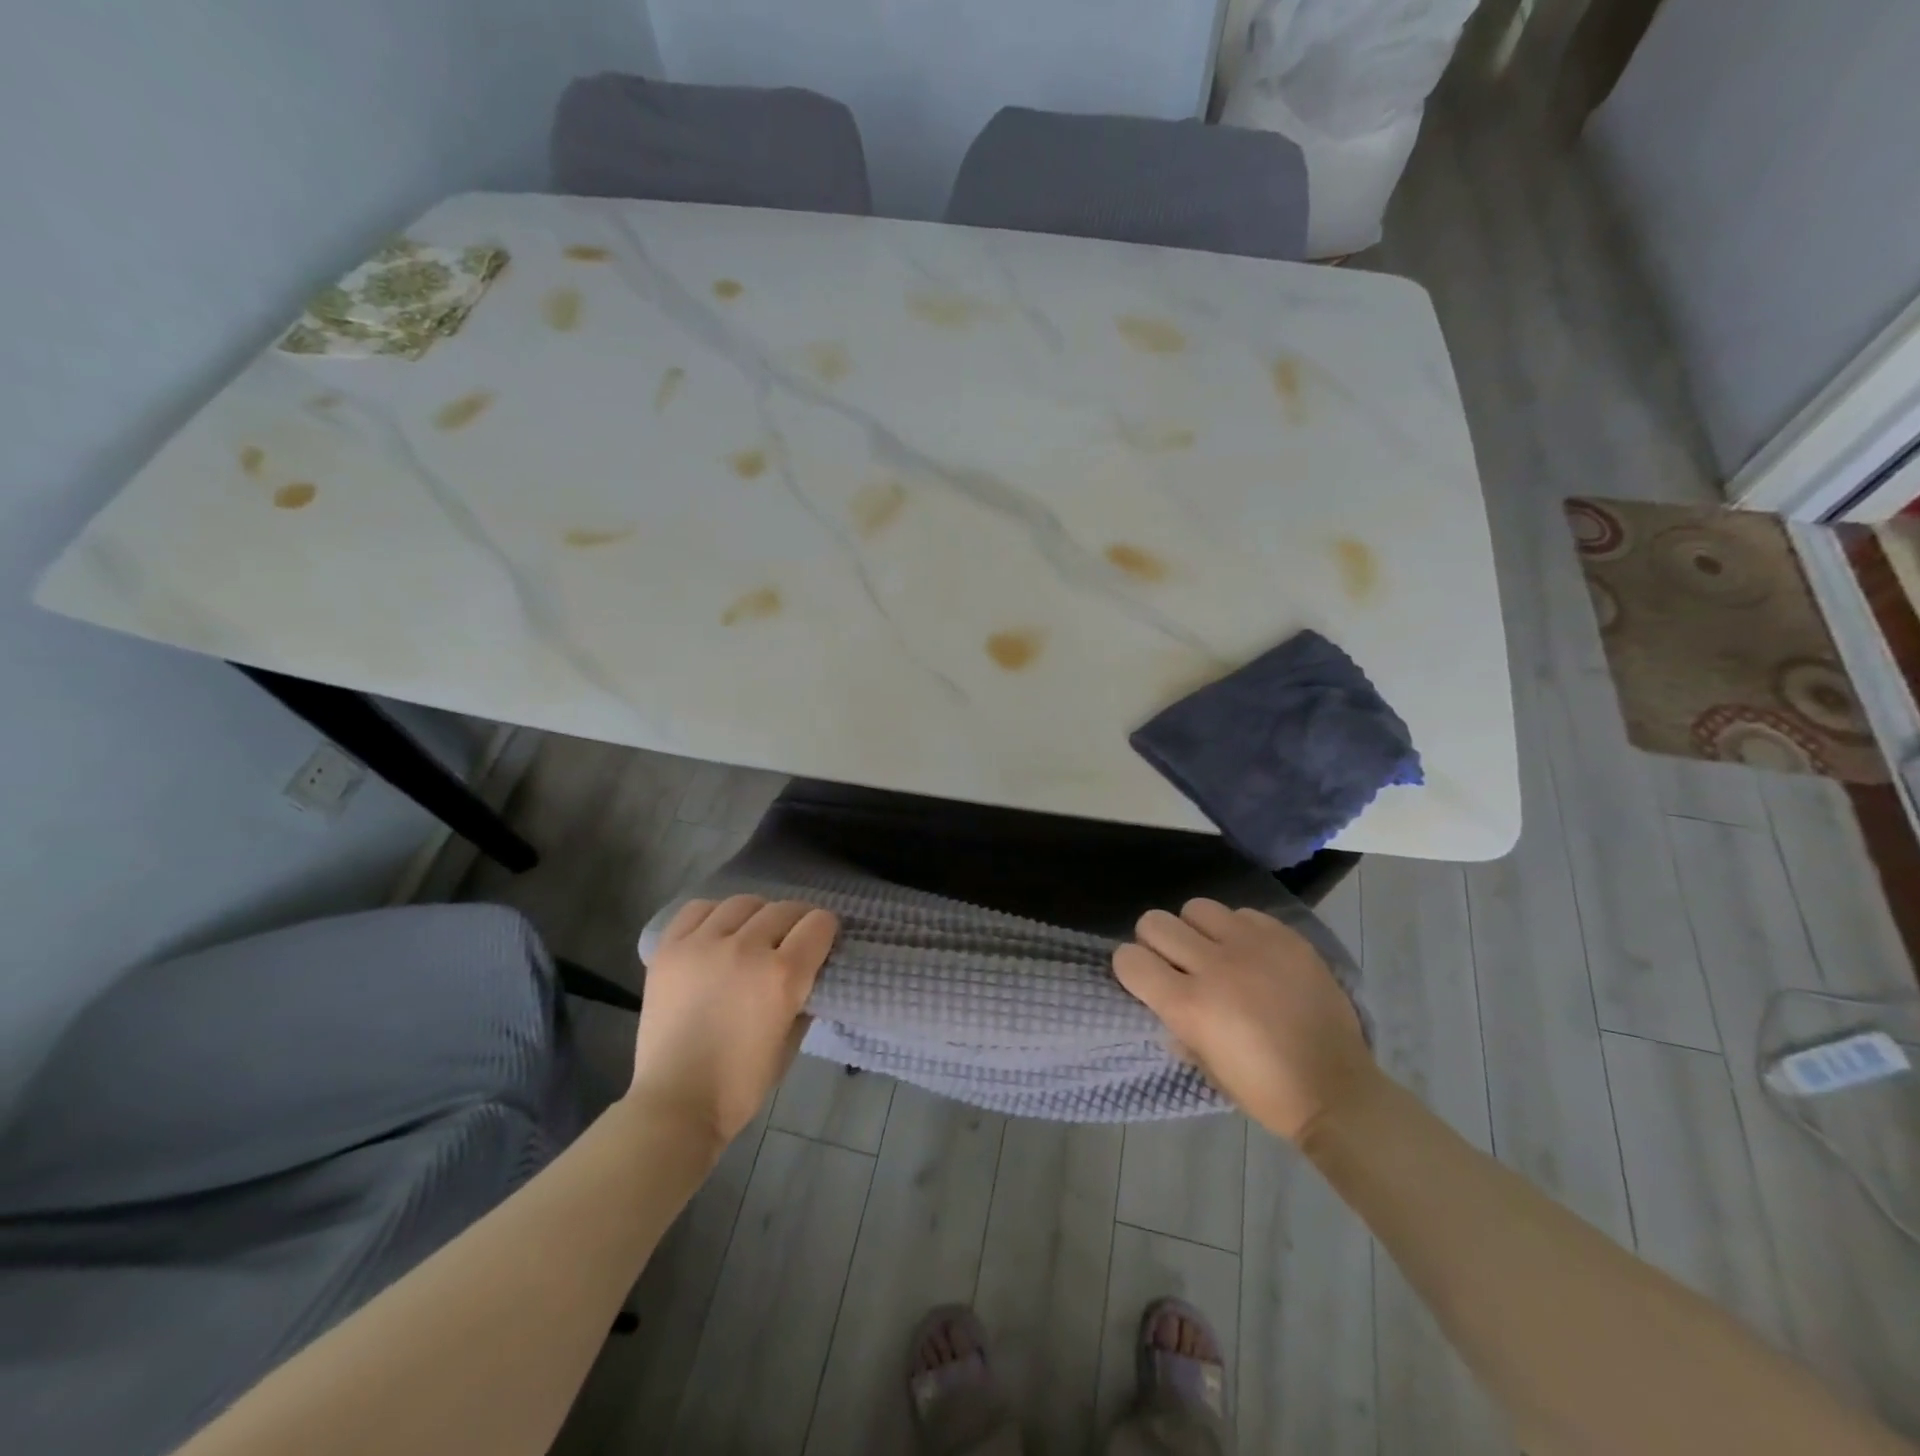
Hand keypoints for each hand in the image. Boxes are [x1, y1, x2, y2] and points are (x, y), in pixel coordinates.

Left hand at [628, 895, 838, 1147]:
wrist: (676, 1102)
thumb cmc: (741, 1083)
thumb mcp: (791, 1041)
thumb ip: (803, 998)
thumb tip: (806, 973)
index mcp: (783, 975)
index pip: (819, 924)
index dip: (826, 930)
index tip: (821, 942)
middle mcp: (747, 948)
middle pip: (784, 909)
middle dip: (796, 921)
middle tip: (790, 941)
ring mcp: (704, 944)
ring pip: (743, 903)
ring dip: (757, 915)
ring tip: (751, 934)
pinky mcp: (671, 948)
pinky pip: (698, 910)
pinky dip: (714, 915)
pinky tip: (716, 933)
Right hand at [1113, 899, 1373, 1142]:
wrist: (1339, 1091)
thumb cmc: (1265, 1092)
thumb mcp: (1207, 1067)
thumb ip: (1178, 1026)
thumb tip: (1165, 1002)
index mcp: (1189, 1006)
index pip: (1129, 959)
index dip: (1130, 969)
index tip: (1145, 980)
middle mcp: (1215, 966)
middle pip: (1154, 922)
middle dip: (1156, 942)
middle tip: (1177, 964)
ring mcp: (1253, 946)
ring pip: (1196, 908)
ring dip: (1196, 930)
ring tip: (1215, 953)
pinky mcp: (1285, 937)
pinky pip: (1242, 914)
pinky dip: (1238, 931)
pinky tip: (1253, 956)